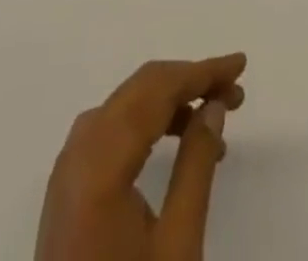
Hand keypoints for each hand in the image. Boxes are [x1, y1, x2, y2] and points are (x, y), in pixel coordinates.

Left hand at [36, 54, 246, 260]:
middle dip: (189, 82)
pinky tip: (176, 143)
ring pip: (125, 106)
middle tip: (235, 93)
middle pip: (139, 90)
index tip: (241, 65)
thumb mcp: (178, 247)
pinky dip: (146, 123)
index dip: (202, 71)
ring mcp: (66, 171)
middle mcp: (78, 152)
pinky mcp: (66, 190)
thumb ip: (196, 165)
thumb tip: (214, 106)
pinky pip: (110, 131)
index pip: (157, 89)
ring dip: (169, 101)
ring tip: (215, 118)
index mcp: (101, 162)